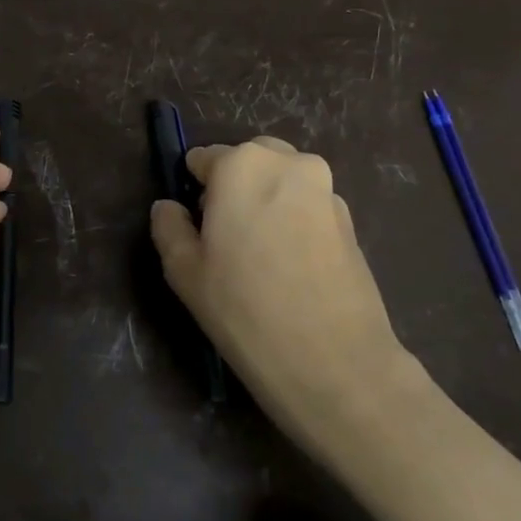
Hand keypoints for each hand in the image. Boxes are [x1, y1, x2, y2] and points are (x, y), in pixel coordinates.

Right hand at [149, 138, 415, 432]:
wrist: (334, 362)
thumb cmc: (244, 309)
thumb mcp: (183, 270)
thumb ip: (169, 227)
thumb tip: (169, 207)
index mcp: (242, 165)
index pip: (203, 159)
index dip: (194, 191)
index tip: (196, 229)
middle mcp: (288, 164)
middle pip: (248, 161)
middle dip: (233, 188)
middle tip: (225, 239)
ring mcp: (327, 190)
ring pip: (281, 182)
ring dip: (265, 203)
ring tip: (260, 258)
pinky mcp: (351, 221)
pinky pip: (307, 207)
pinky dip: (293, 222)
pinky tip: (289, 269)